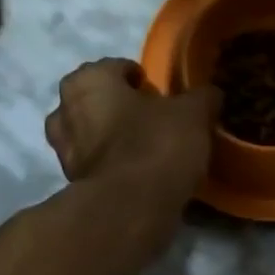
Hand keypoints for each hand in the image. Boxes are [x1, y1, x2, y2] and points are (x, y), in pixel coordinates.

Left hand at [44, 59, 219, 199]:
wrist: (131, 207)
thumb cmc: (157, 144)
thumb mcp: (193, 114)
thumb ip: (201, 97)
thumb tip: (210, 93)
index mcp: (88, 81)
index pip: (115, 67)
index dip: (141, 77)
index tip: (162, 93)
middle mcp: (65, 110)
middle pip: (97, 99)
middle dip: (120, 105)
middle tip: (153, 118)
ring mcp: (64, 149)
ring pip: (91, 132)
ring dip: (112, 136)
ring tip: (145, 147)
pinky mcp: (72, 182)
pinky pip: (96, 163)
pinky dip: (113, 163)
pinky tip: (139, 172)